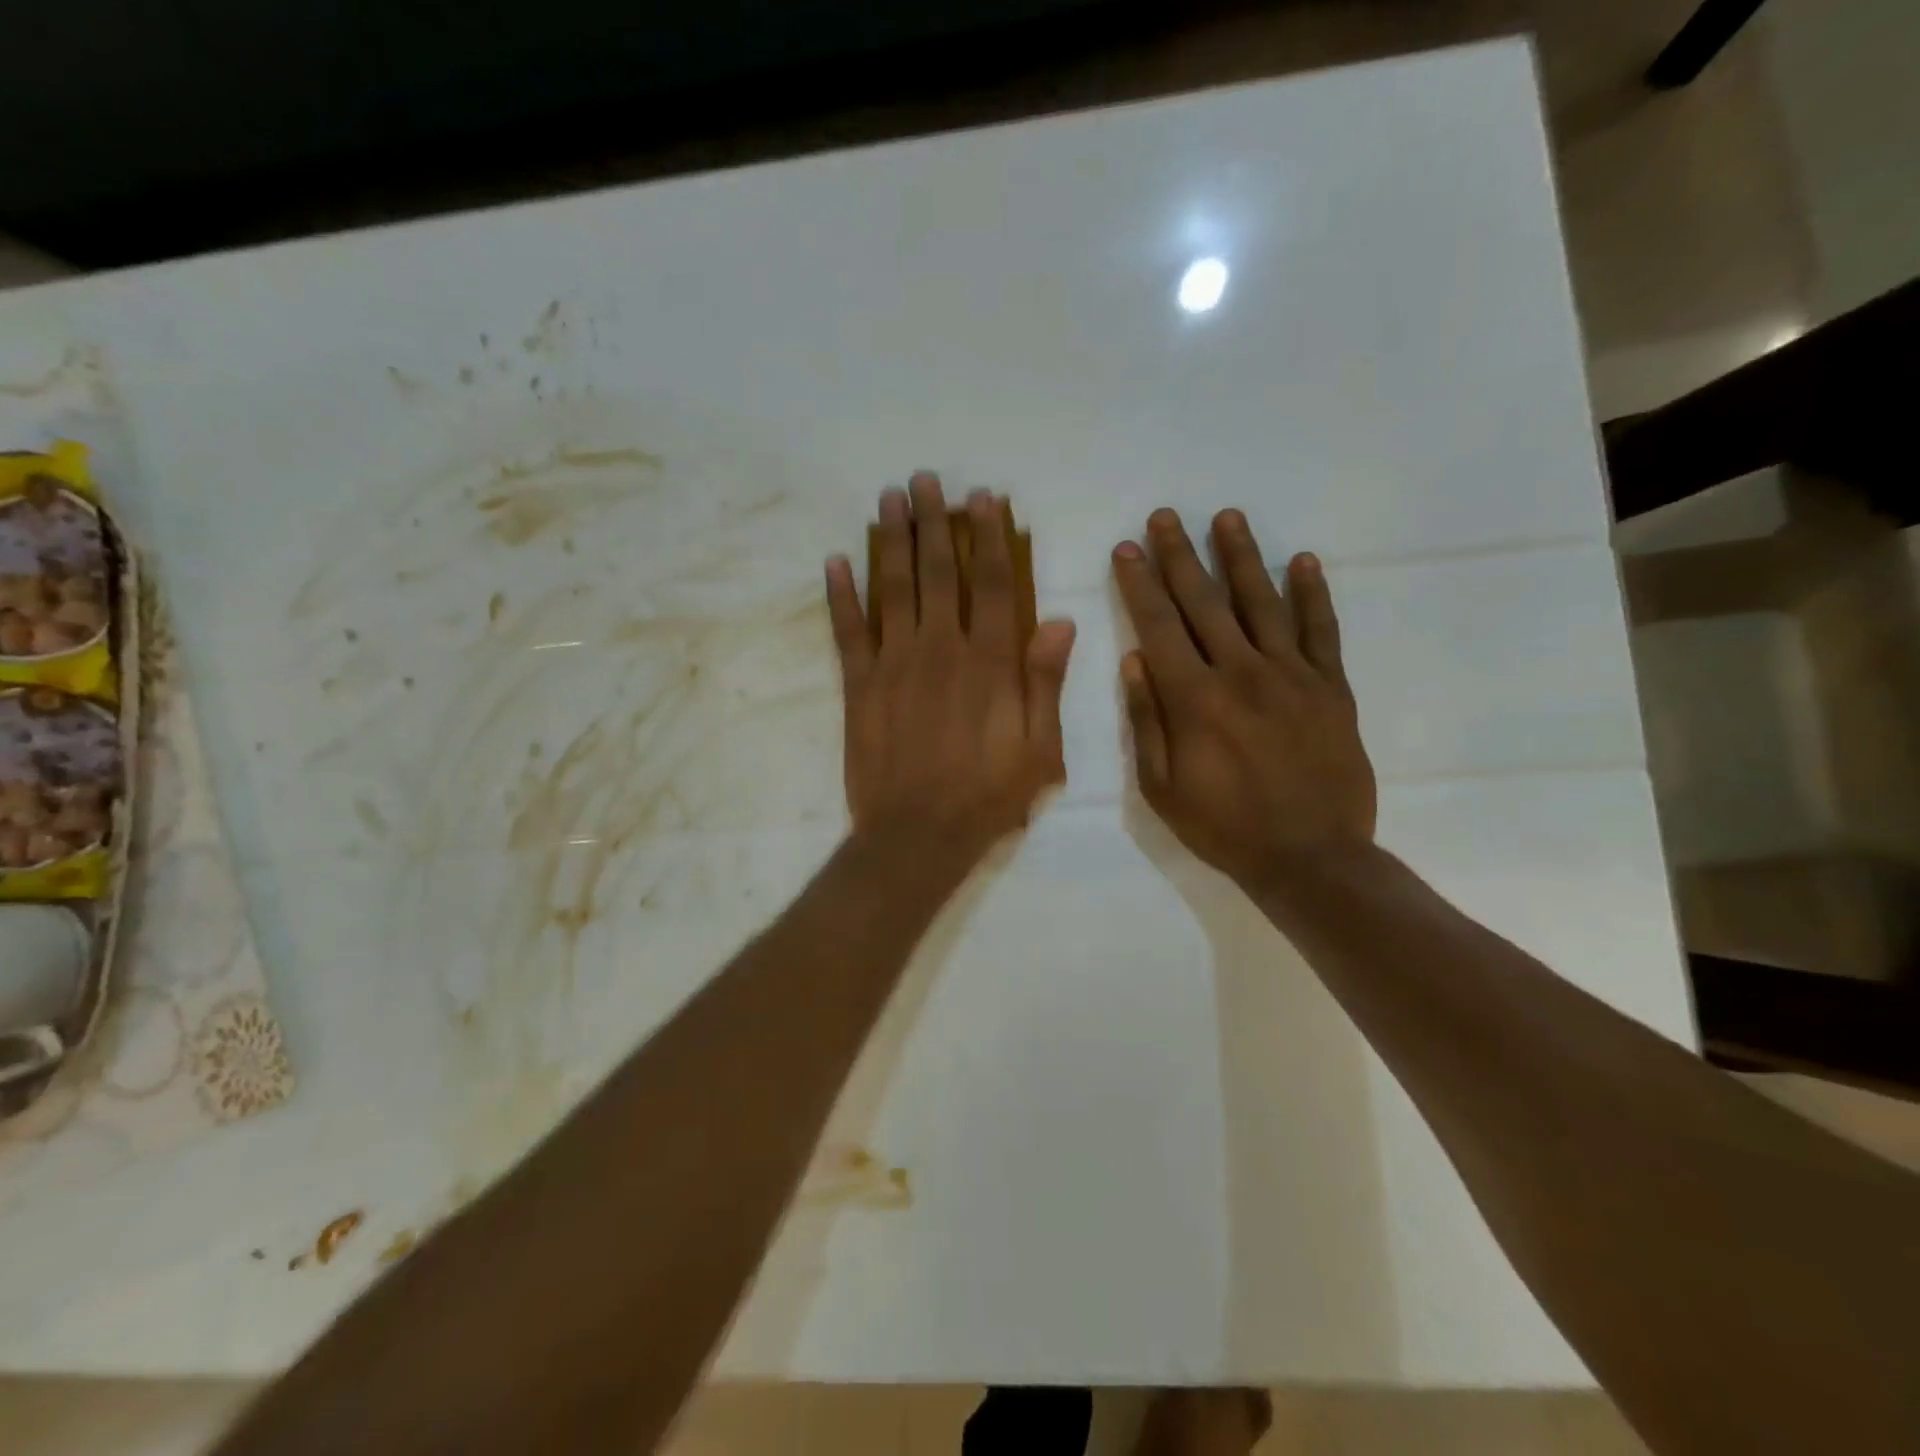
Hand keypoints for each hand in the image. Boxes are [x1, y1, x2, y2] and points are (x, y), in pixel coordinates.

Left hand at [827, 473, 1075, 866]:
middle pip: (938, 572)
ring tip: (887, 499)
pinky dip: (840, 595)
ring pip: (893, 588)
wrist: (918, 834)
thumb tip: (1062, 622)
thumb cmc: (988, 796)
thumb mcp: (1039, 749)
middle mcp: (941, 649)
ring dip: (890, 540)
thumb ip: (1046, 683)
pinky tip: (835, 561)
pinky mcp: (858, 686)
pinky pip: (848, 631)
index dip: (989, 538)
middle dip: (933, 522)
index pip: (993, 584)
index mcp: (990, 662)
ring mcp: (894, 664)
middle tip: (924, 479)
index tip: (983, 498)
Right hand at [1112, 508, 1374, 887]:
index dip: (1140, 585)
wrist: (1312, 858)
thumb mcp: (1162, 788)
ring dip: (1242, 557)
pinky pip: (1322, 631)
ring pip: (1262, 603)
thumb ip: (1148, 720)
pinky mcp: (1331, 688)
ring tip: (1227, 517)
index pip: (1159, 627)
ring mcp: (1293, 676)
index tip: (1127, 548)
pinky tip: (1303, 560)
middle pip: (1205, 602)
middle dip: (1180, 556)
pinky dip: (1313, 594)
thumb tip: (1134, 661)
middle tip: (1165, 515)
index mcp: (1195, 699)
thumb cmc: (1224, 827)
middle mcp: (1241, 673)